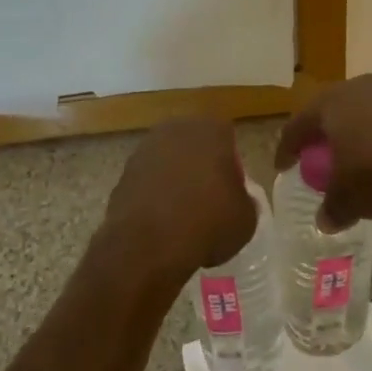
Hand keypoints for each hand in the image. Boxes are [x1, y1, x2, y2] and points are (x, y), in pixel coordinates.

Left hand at [104, 118, 256, 277]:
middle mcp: (177, 128)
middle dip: (202, 167)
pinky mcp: (125, 170)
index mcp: (212, 129)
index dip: (231, 167)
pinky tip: (161, 223)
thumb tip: (237, 199)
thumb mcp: (246, 219)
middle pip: (196, 145)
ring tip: (183, 217)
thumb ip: (245, 201)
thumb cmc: (207, 222)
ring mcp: (147, 147)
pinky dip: (155, 195)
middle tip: (209, 202)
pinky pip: (149, 180)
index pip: (227, 139)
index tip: (231, 193)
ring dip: (176, 180)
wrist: (148, 242)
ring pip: (170, 161)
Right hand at [276, 74, 371, 229]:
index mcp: (329, 104)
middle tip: (318, 161)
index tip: (283, 166)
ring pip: (360, 115)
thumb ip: (334, 207)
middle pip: (329, 114)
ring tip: (356, 163)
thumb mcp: (352, 197)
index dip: (287, 149)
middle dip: (322, 138)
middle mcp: (354, 89)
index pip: (297, 126)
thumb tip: (324, 219)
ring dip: (355, 138)